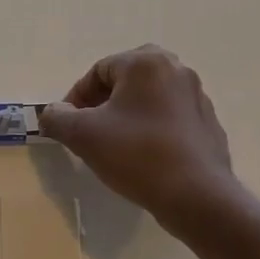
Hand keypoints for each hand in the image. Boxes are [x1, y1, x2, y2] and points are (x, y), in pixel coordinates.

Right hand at [39, 45, 234, 237]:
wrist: (196, 196)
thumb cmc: (136, 155)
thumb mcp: (83, 135)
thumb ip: (57, 118)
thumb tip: (51, 113)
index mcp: (146, 63)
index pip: (98, 71)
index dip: (76, 97)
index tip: (68, 125)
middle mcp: (176, 70)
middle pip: (126, 80)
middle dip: (102, 103)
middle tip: (89, 130)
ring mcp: (197, 97)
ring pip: (148, 99)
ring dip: (126, 115)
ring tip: (114, 146)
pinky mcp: (208, 123)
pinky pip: (169, 118)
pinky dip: (150, 129)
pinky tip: (143, 157)